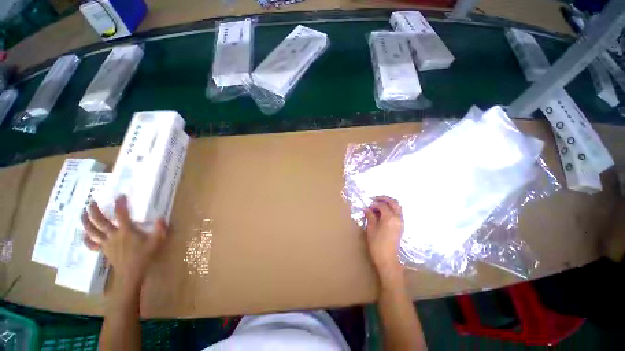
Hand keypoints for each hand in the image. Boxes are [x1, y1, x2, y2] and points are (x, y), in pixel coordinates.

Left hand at [82, 196, 166, 294]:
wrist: (131, 278)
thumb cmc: (141, 261)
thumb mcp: (153, 247)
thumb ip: (158, 232)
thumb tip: (163, 219)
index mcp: (124, 231)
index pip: (121, 213)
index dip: (120, 203)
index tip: (120, 196)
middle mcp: (113, 234)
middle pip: (100, 220)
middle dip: (94, 210)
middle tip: (91, 202)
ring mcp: (106, 243)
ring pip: (93, 230)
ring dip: (86, 222)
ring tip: (83, 214)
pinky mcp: (104, 250)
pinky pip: (94, 245)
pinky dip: (88, 240)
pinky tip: (84, 236)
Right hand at [364, 196, 404, 288]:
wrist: (387, 258)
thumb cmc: (377, 245)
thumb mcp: (371, 230)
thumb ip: (370, 217)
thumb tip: (367, 209)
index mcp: (389, 217)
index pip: (382, 205)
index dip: (374, 204)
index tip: (367, 205)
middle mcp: (397, 217)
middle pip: (394, 202)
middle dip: (384, 199)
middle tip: (375, 199)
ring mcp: (401, 222)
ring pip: (398, 207)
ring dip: (390, 204)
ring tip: (380, 206)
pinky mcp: (401, 226)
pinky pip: (398, 213)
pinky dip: (392, 210)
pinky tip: (384, 214)